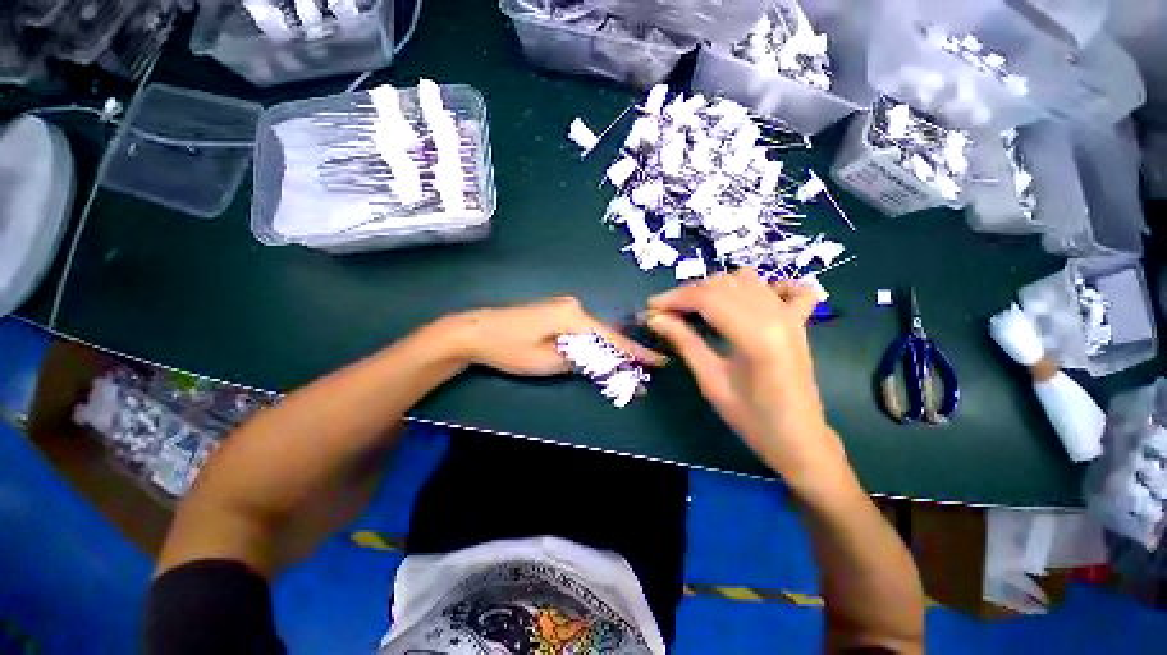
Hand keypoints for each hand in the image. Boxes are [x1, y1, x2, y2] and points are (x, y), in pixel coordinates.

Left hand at [448, 296, 665, 376]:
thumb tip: (606, 363)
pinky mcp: (555, 311)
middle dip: (623, 353)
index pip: (612, 338)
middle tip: (642, 371)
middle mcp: (573, 306)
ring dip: (607, 349)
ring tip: (624, 367)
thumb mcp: (548, 361)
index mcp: (574, 316)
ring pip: (594, 331)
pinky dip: (592, 343)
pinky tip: (599, 354)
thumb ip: (581, 360)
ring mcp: (563, 306)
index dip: (635, 353)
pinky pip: (582, 329)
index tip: (658, 362)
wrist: (476, 331)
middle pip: (605, 333)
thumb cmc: (510, 348)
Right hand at [646, 269, 847, 484]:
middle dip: (688, 293)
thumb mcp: (711, 381)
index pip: (706, 298)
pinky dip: (763, 286)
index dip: (674, 298)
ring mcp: (791, 315)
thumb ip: (685, 342)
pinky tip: (746, 299)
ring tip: (694, 307)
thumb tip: (655, 318)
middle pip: (723, 284)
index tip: (650, 307)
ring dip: (715, 287)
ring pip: (746, 279)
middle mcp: (776, 315)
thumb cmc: (752, 419)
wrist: (799, 439)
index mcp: (756, 335)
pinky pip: (786, 287)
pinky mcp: (799, 321)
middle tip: (665, 311)